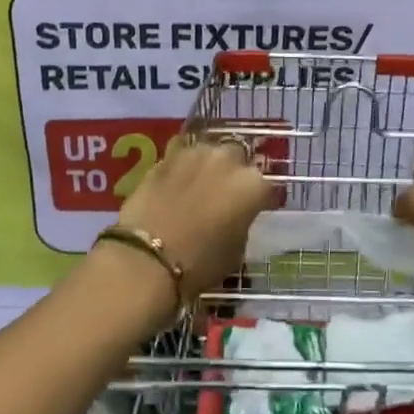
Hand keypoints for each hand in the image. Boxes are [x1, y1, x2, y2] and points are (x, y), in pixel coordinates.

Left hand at [111, 135, 271, 303]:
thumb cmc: (200, 263)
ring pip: (209, 150)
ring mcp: (196, 153)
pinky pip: (181, 153)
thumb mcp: (235, 251)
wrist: (147, 257)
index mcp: (252, 185)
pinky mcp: (166, 155)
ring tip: (199, 182)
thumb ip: (241, 224)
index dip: (259, 200)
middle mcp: (228, 160)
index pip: (266, 187)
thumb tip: (234, 218)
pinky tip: (176, 178)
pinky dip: (182, 164)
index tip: (253, 210)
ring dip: (208, 164)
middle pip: (238, 158)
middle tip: (224, 193)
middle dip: (233, 172)